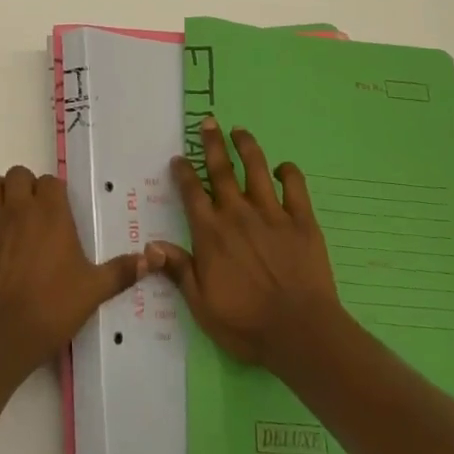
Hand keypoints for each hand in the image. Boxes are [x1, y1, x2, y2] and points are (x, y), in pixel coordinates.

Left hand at [0, 165, 147, 384]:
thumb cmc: (50, 310)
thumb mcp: (93, 291)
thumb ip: (121, 271)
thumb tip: (153, 259)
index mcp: (50, 213)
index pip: (50, 181)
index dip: (54, 193)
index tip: (59, 213)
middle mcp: (19, 207)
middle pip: (18, 175)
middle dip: (26, 188)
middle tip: (34, 214)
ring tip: (8, 215)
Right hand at [148, 120, 344, 371]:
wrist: (300, 332)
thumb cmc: (246, 324)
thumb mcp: (202, 305)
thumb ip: (179, 271)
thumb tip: (151, 245)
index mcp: (211, 233)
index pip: (192, 192)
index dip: (184, 172)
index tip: (179, 157)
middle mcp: (238, 214)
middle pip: (221, 170)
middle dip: (212, 143)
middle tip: (208, 122)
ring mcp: (271, 213)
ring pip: (256, 168)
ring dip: (246, 146)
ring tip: (240, 131)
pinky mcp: (301, 219)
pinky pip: (295, 186)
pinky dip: (288, 172)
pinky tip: (283, 168)